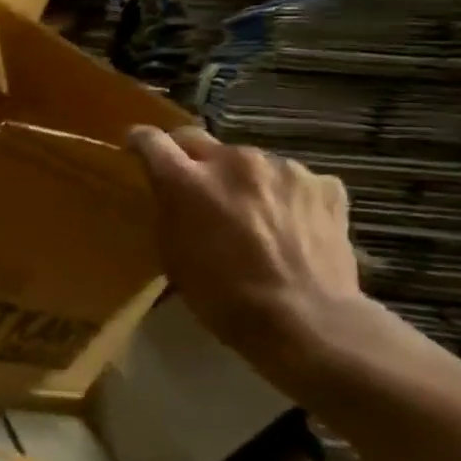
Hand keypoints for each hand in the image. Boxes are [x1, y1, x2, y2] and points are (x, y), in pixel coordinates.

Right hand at [127, 124, 362, 369]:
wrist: (307, 320)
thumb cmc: (224, 297)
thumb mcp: (174, 256)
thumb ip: (170, 212)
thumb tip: (174, 194)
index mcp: (187, 181)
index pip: (152, 140)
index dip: (141, 142)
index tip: (137, 149)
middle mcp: (232, 161)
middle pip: (200, 141)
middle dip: (191, 158)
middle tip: (195, 188)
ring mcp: (282, 168)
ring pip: (249, 161)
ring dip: (242, 179)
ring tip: (253, 215)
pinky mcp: (323, 184)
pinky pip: (293, 180)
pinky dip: (285, 196)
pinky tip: (291, 226)